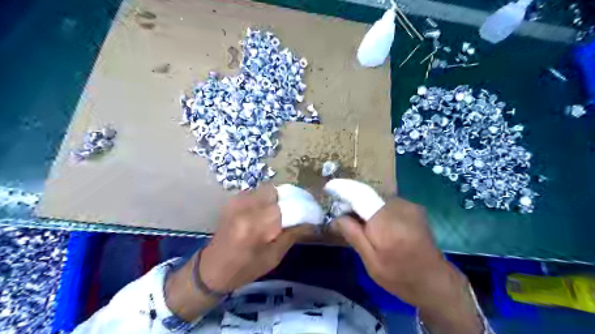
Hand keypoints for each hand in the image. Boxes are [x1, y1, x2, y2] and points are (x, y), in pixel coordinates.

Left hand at [200, 182, 312, 291]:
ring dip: (280, 197)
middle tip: (300, 209)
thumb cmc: (244, 269)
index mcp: (257, 225)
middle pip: (277, 191)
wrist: (212, 269)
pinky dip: (268, 198)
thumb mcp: (274, 257)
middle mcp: (246, 207)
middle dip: (291, 198)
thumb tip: (311, 221)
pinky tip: (269, 210)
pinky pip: (258, 192)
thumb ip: (292, 234)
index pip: (289, 206)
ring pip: (268, 189)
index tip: (315, 212)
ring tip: (286, 210)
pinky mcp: (234, 200)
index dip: (305, 207)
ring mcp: (238, 201)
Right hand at [325, 180, 482, 332]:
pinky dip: (377, 209)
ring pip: (377, 199)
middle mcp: (399, 207)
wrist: (435, 281)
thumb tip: (336, 217)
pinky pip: (388, 203)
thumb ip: (353, 235)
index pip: (360, 195)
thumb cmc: (399, 276)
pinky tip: (377, 225)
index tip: (328, 187)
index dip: (343, 188)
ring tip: (360, 225)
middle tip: (342, 216)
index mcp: (386, 222)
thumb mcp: (371, 261)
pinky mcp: (414, 208)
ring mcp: (409, 205)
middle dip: (352, 202)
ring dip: (365, 207)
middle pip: (368, 196)